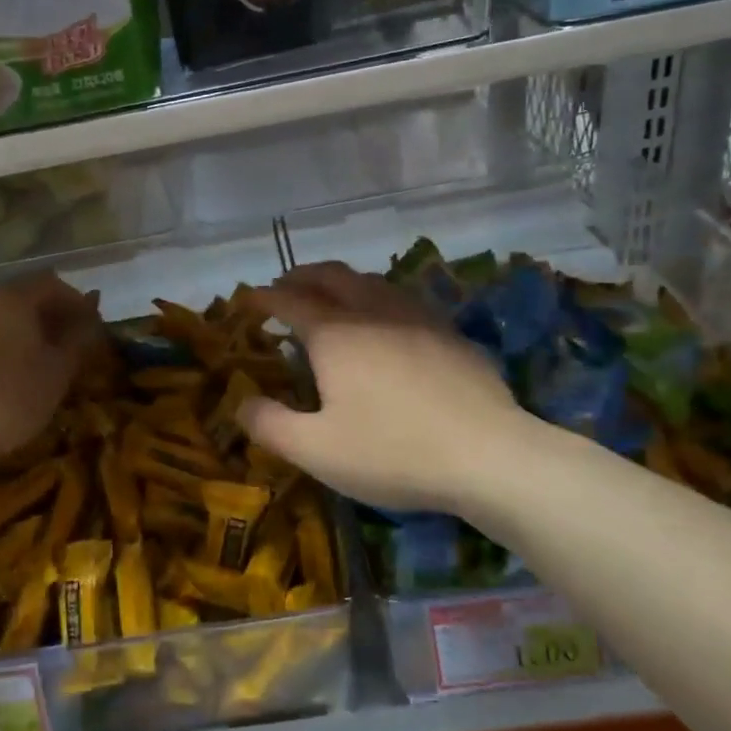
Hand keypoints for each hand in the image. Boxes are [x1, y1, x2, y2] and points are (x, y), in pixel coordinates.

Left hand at [0, 273, 100, 463]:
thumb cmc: (12, 397)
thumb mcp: (58, 371)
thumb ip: (77, 339)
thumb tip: (91, 319)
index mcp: (12, 299)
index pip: (51, 283)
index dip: (75, 300)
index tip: (89, 324)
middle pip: (20, 296)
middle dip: (46, 314)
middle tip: (65, 342)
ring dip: (18, 330)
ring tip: (33, 360)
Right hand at [236, 262, 530, 513]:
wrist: (489, 455)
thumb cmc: (393, 452)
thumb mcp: (316, 450)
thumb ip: (270, 424)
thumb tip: (241, 402)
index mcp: (335, 334)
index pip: (290, 301)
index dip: (264, 297)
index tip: (247, 299)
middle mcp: (372, 312)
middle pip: (331, 276)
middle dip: (302, 276)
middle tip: (284, 286)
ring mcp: (416, 317)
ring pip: (371, 280)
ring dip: (341, 280)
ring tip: (330, 294)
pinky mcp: (449, 331)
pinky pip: (402, 298)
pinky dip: (377, 295)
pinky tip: (385, 317)